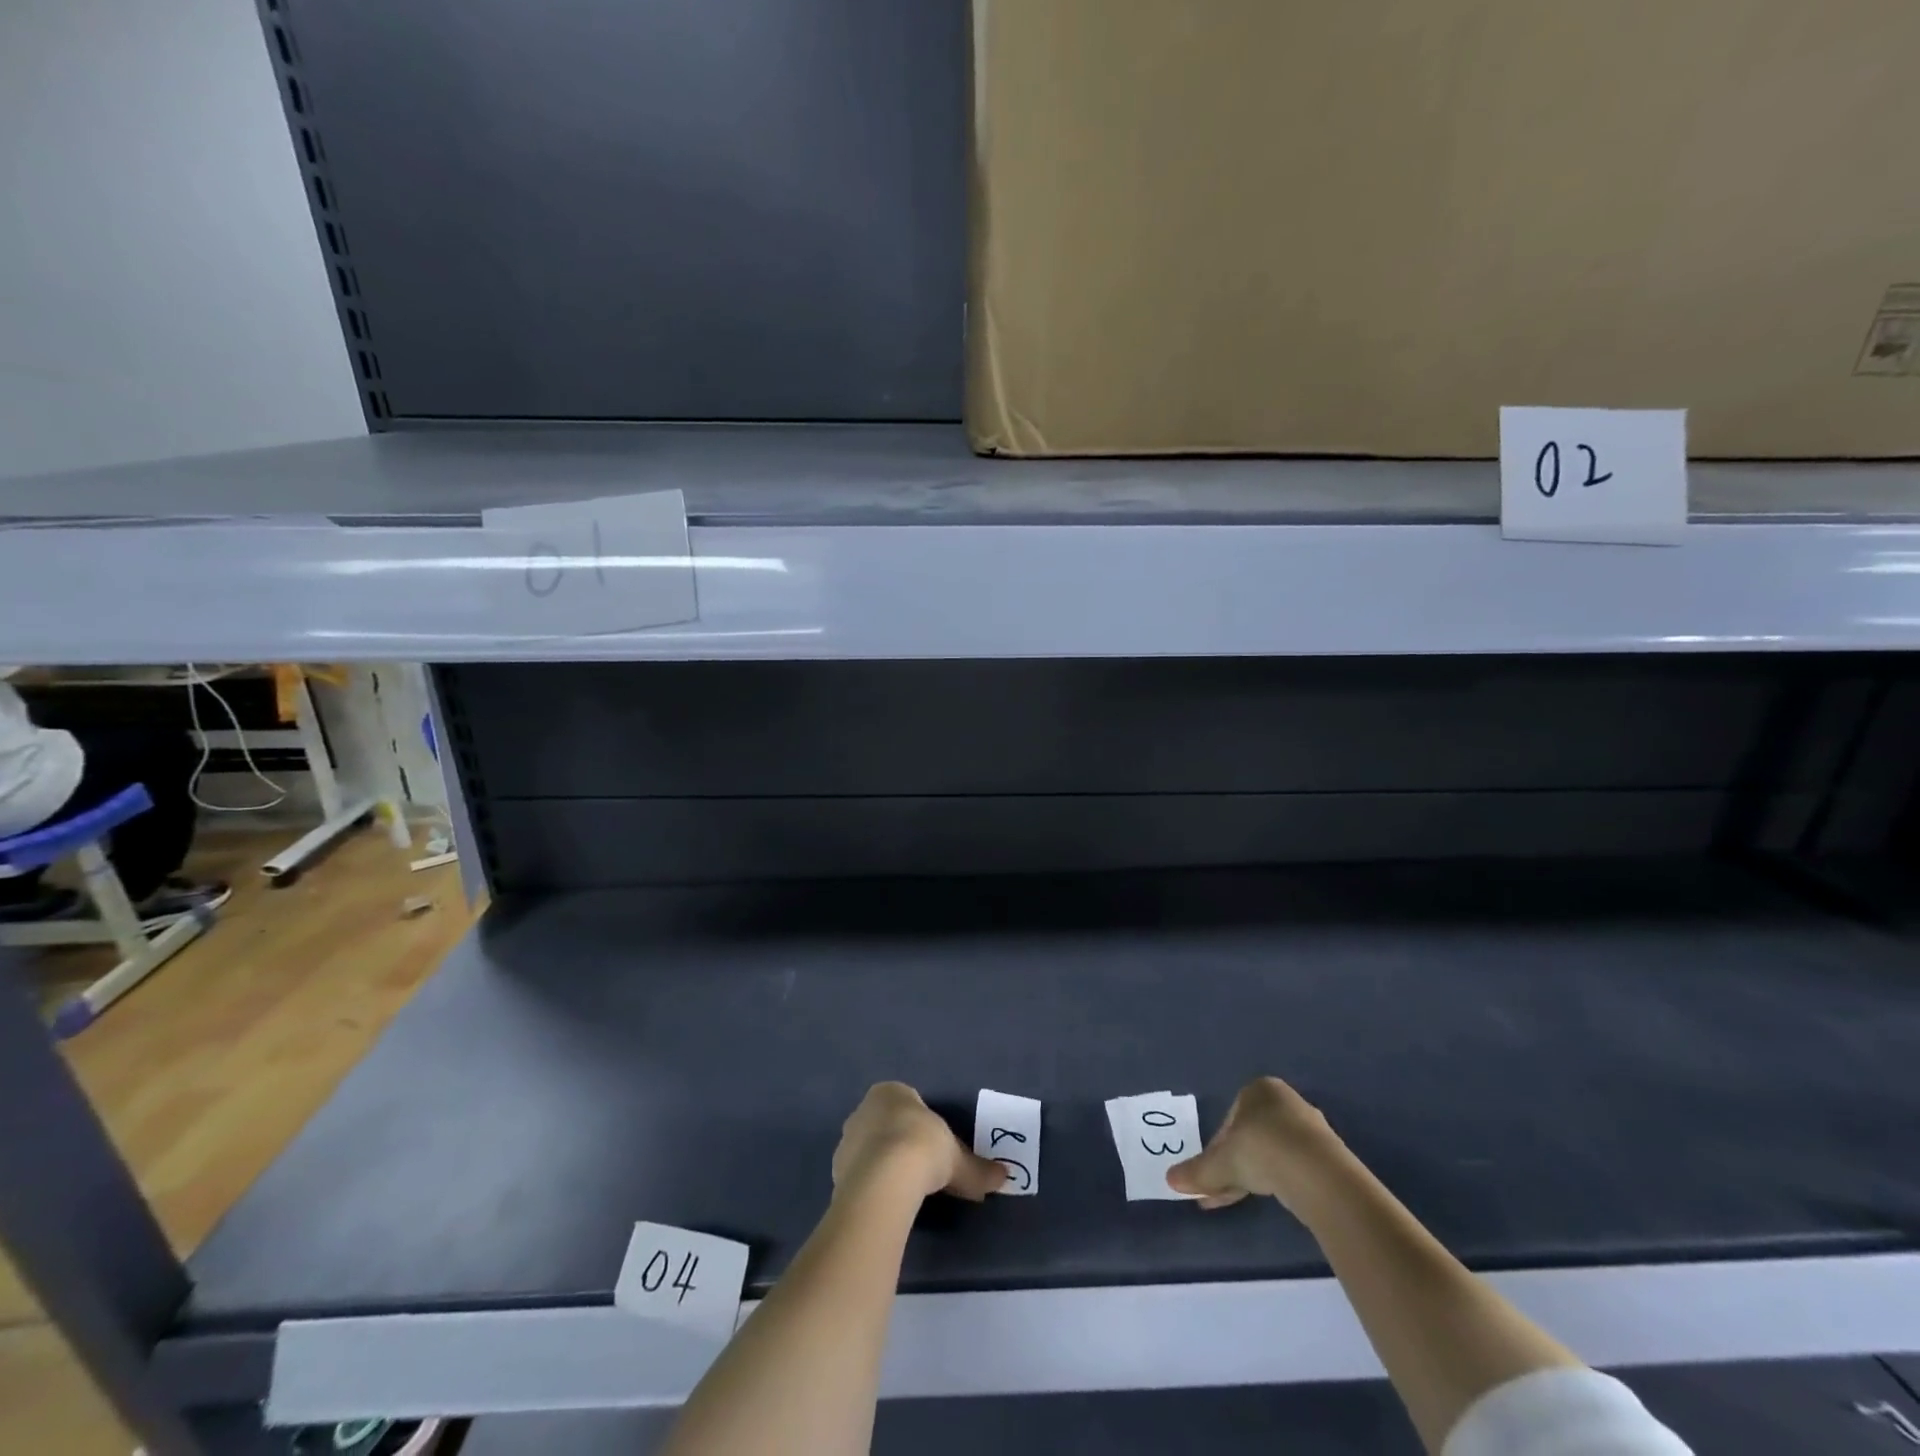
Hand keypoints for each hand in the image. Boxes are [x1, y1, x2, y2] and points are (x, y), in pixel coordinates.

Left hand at [831, 1083, 1007, 1202]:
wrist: (884, 1179)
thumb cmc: (923, 1148)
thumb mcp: (957, 1159)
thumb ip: (977, 1169)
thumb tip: (1004, 1178)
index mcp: (889, 1092)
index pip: (906, 1103)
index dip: (920, 1124)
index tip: (934, 1147)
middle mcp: (863, 1110)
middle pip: (884, 1125)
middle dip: (899, 1143)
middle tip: (920, 1170)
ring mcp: (846, 1141)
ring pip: (868, 1150)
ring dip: (882, 1166)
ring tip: (904, 1191)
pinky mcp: (835, 1172)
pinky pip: (859, 1176)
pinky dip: (872, 1186)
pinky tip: (887, 1203)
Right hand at [1167, 1076, 1345, 1213]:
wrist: (1319, 1174)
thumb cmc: (1261, 1150)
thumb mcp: (1221, 1163)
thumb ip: (1197, 1171)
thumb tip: (1169, 1180)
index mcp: (1258, 1089)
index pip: (1229, 1120)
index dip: (1216, 1149)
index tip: (1211, 1174)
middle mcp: (1285, 1101)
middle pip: (1250, 1137)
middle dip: (1234, 1165)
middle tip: (1221, 1191)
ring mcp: (1310, 1129)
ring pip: (1272, 1153)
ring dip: (1255, 1175)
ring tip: (1242, 1200)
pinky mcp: (1328, 1156)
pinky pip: (1294, 1166)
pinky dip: (1279, 1181)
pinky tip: (1273, 1197)